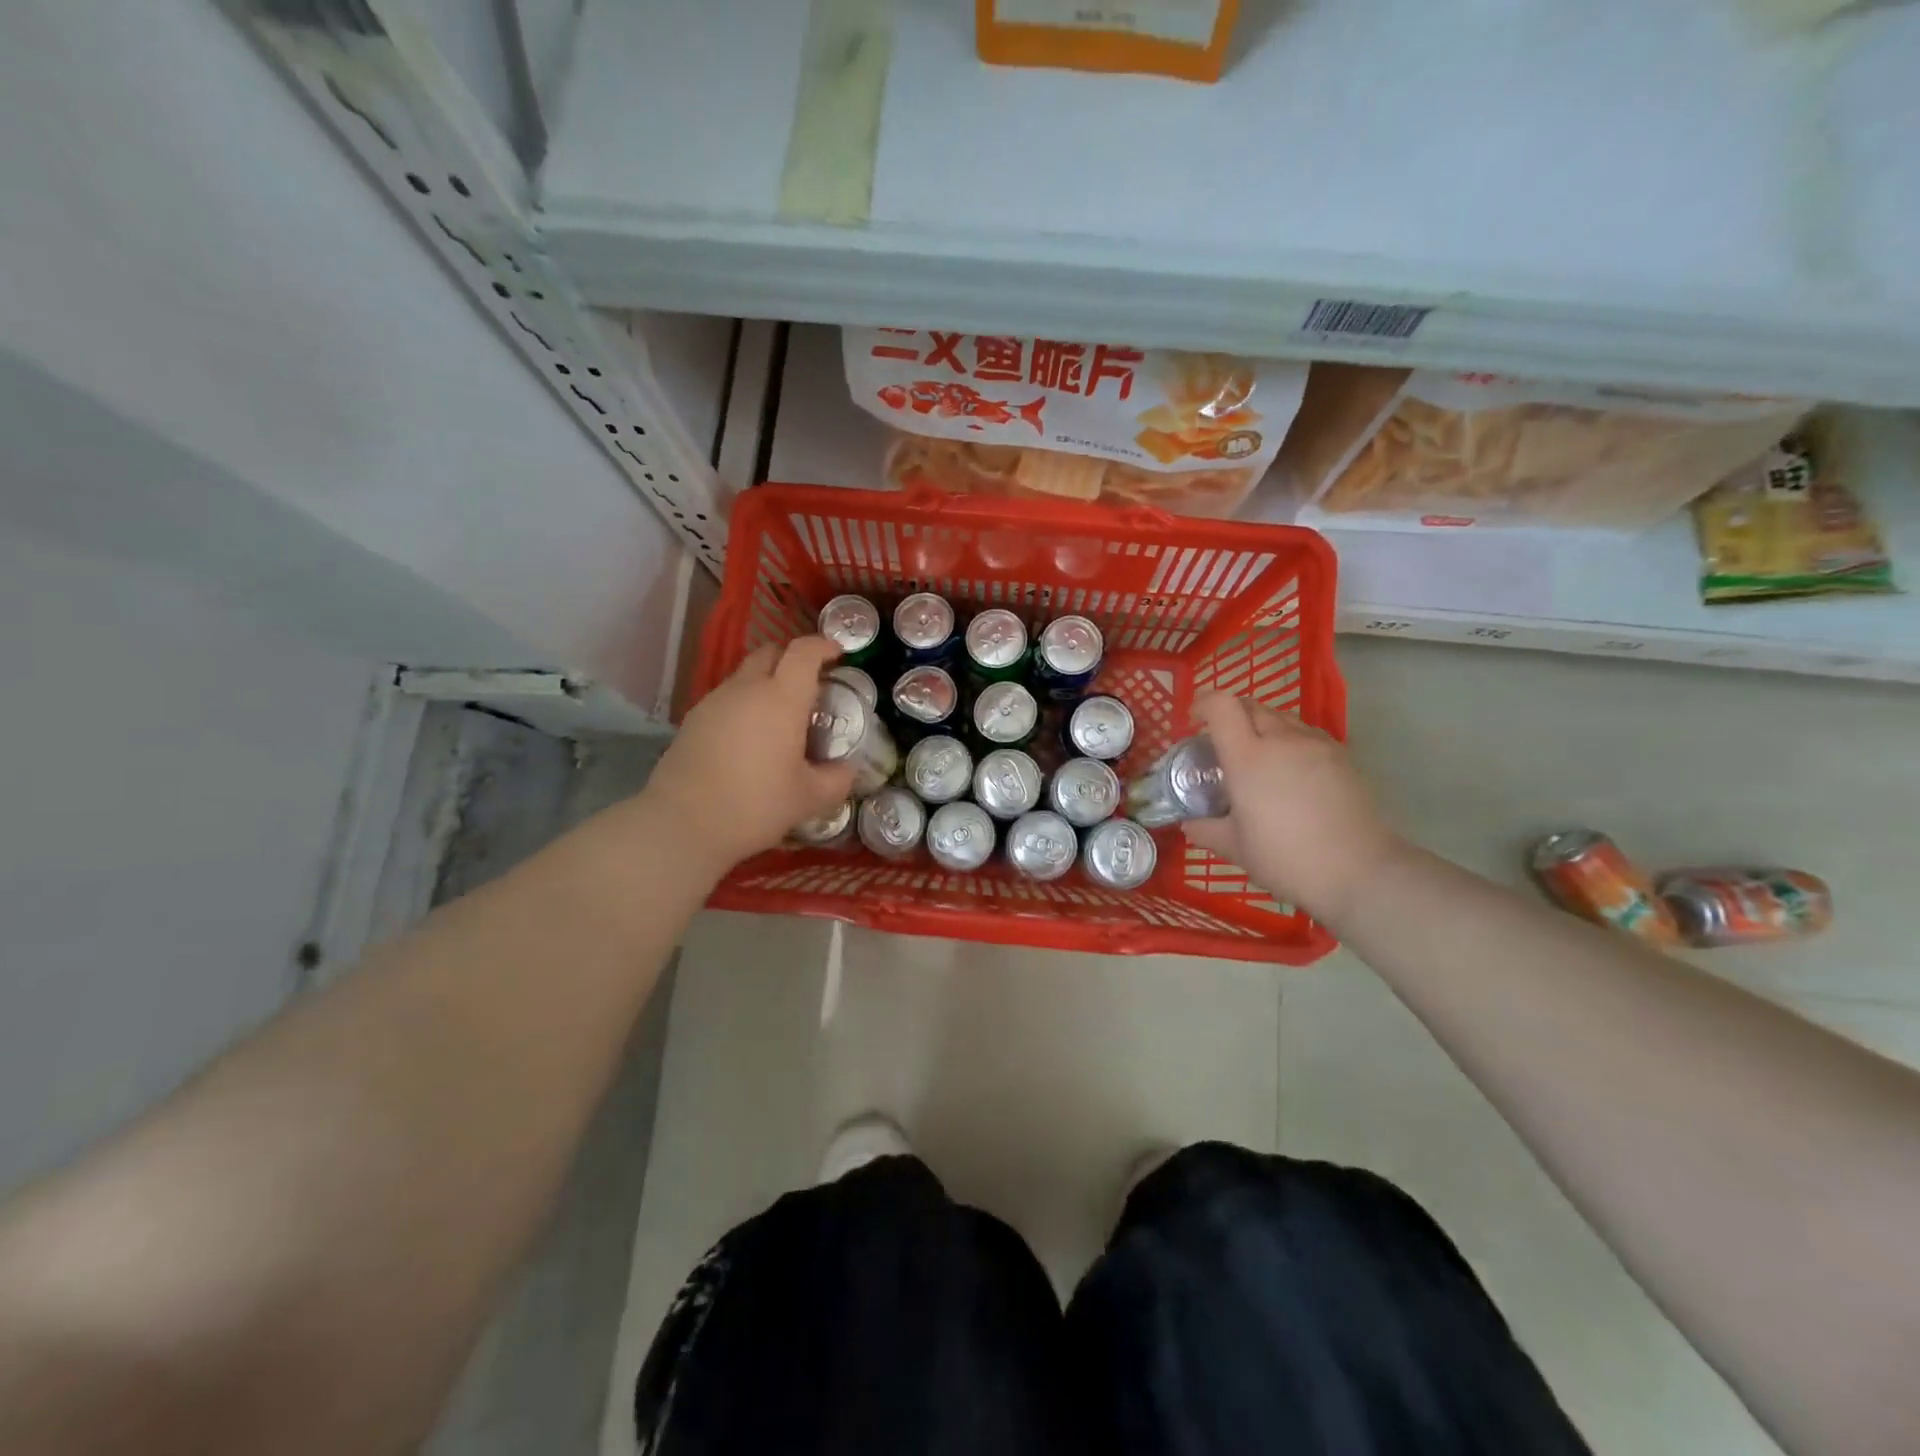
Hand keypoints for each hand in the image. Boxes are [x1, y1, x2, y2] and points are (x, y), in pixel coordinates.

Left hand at [640, 637, 856, 873]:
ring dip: (766, 681)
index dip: (823, 645)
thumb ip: (837, 779)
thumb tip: (847, 769)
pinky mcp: (692, 720)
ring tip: (780, 714)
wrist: (683, 824)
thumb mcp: (809, 798)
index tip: (837, 653)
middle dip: (792, 657)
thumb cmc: (755, 805)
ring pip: (745, 674)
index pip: (803, 652)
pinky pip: (726, 698)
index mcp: (781, 699)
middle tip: (810, 682)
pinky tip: (750, 736)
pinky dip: (744, 703)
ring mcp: (714, 702)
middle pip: (770, 652)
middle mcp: (746, 689)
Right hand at [1183, 691, 1403, 925]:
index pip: (1222, 705)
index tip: (1194, 721)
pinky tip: (1290, 771)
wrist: (1360, 872)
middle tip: (1222, 743)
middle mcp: (1282, 740)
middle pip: (1251, 706)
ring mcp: (1316, 745)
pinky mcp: (1342, 757)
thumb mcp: (1236, 849)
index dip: (1204, 703)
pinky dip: (1289, 740)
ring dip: (1262, 726)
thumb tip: (1189, 824)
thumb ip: (1207, 830)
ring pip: (1282, 717)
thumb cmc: (1287, 859)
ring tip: (1258, 757)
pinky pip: (1306, 734)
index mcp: (1248, 758)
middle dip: (1231, 715)